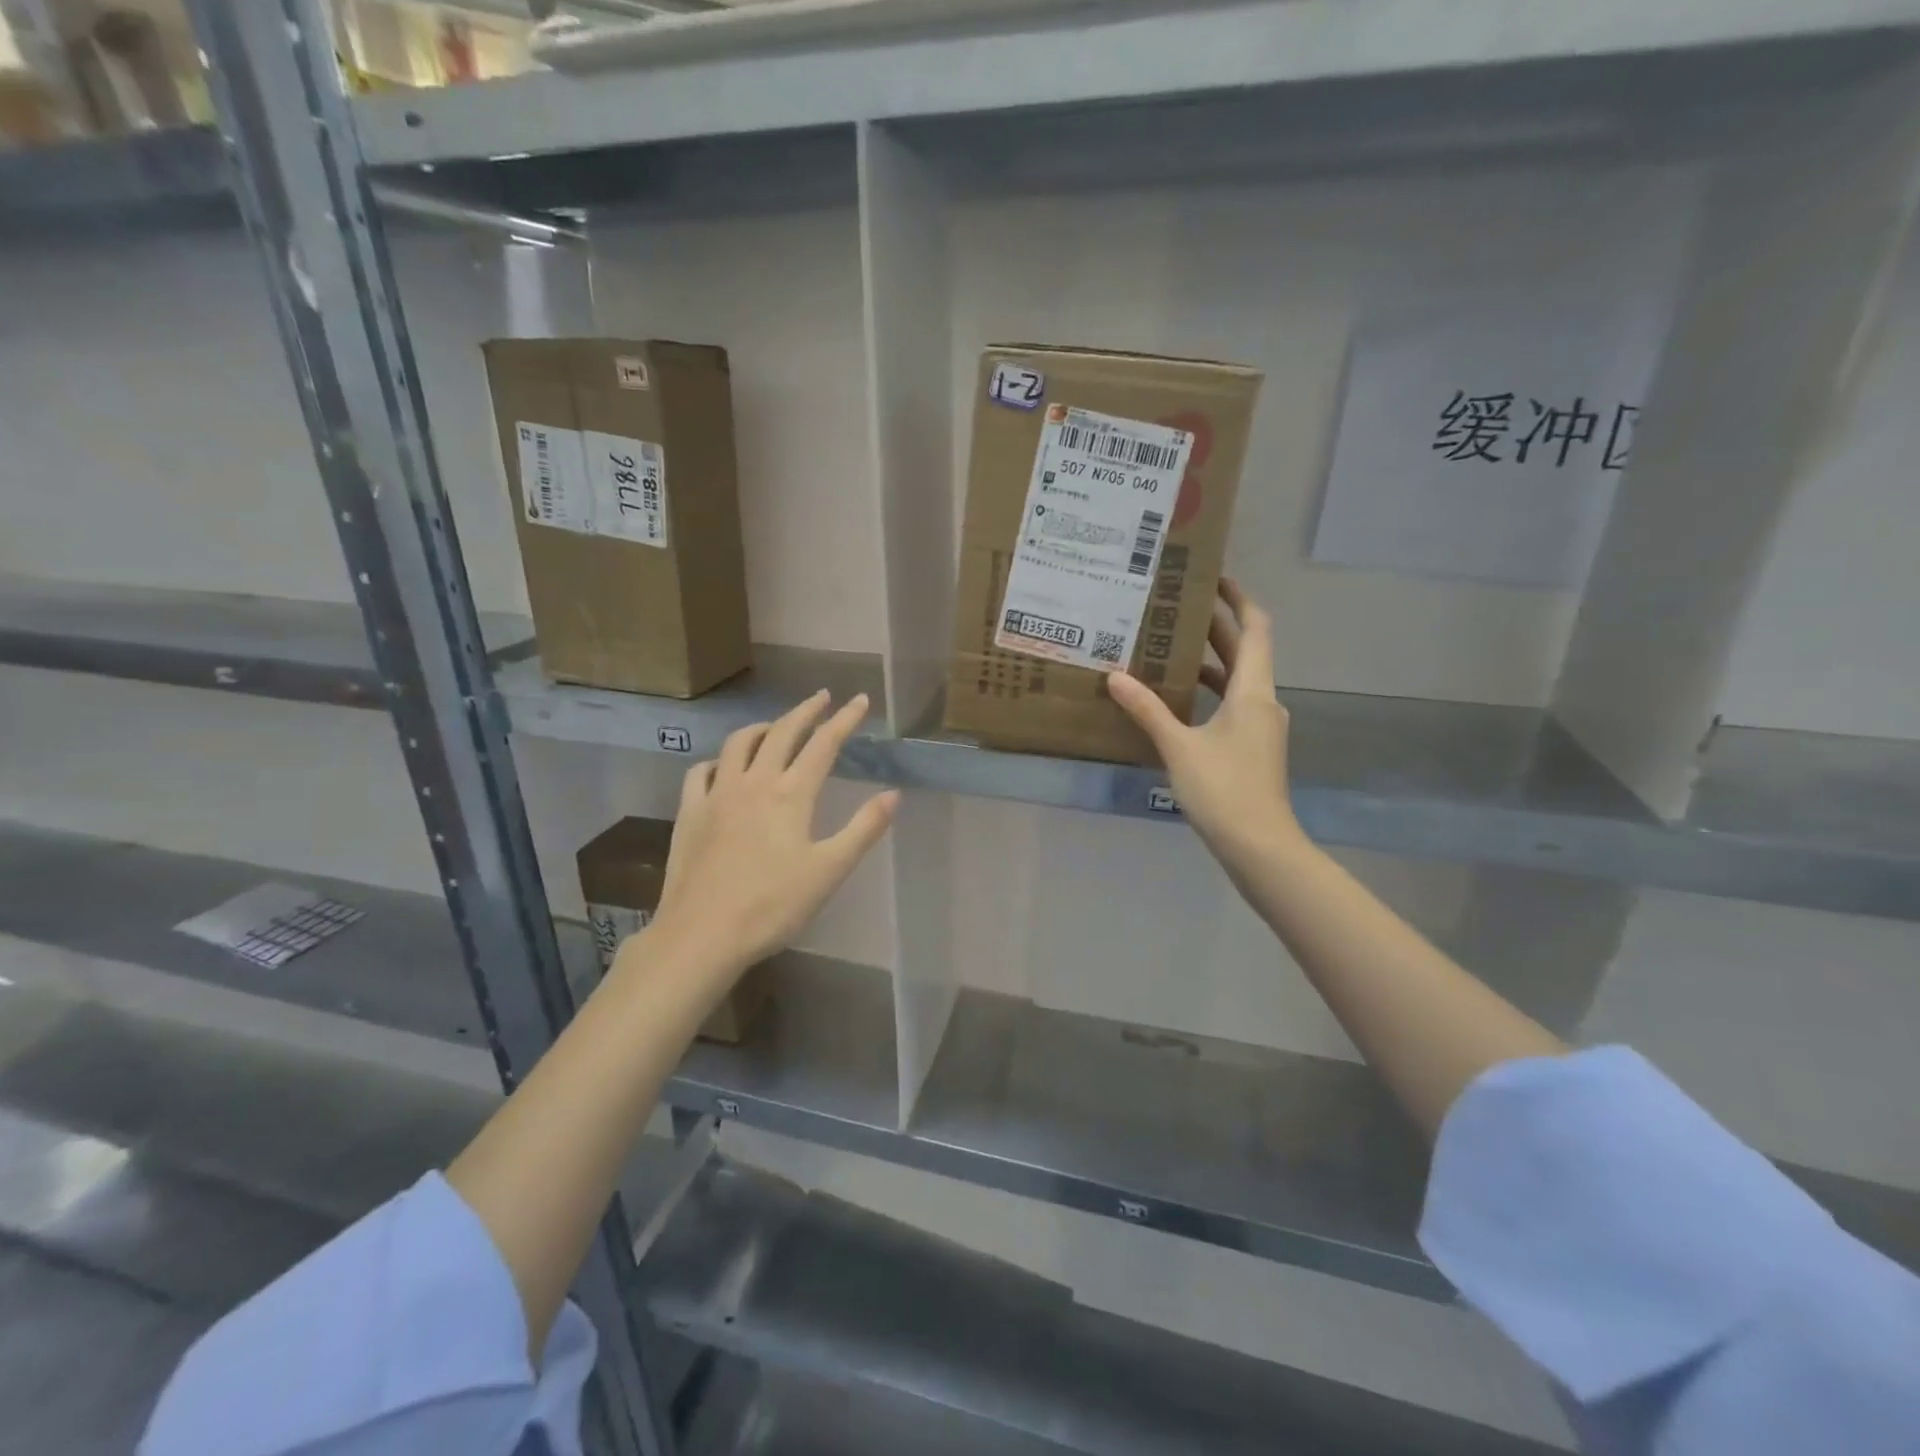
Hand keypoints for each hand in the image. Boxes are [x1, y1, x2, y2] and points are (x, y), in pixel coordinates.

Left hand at [641, 691, 898, 985]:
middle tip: (822, 697)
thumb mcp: (829, 871)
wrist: (702, 935)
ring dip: (763, 727)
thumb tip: (894, 794)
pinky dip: (719, 760)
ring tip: (776, 726)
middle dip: (805, 711)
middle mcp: (753, 783)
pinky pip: (701, 772)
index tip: (860, 699)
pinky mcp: (690, 813)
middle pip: (782, 732)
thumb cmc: (772, 906)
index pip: (823, 744)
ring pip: (739, 743)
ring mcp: (716, 795)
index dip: (844, 719)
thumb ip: (864, 829)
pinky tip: (723, 767)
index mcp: (791, 795)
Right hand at [1107, 579, 1301, 879]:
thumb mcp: (1178, 747)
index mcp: (1252, 691)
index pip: (1255, 629)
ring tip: (1169, 649)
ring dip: (1209, 662)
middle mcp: (1262, 701)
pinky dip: (1209, 694)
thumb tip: (1115, 676)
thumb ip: (1147, 710)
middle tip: (1176, 609)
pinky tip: (1177, 702)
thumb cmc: (1223, 790)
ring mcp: (1260, 727)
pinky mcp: (1252, 748)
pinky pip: (1231, 705)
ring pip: (1236, 681)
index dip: (1238, 600)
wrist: (1259, 845)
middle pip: (1244, 652)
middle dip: (1215, 628)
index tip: (1214, 578)